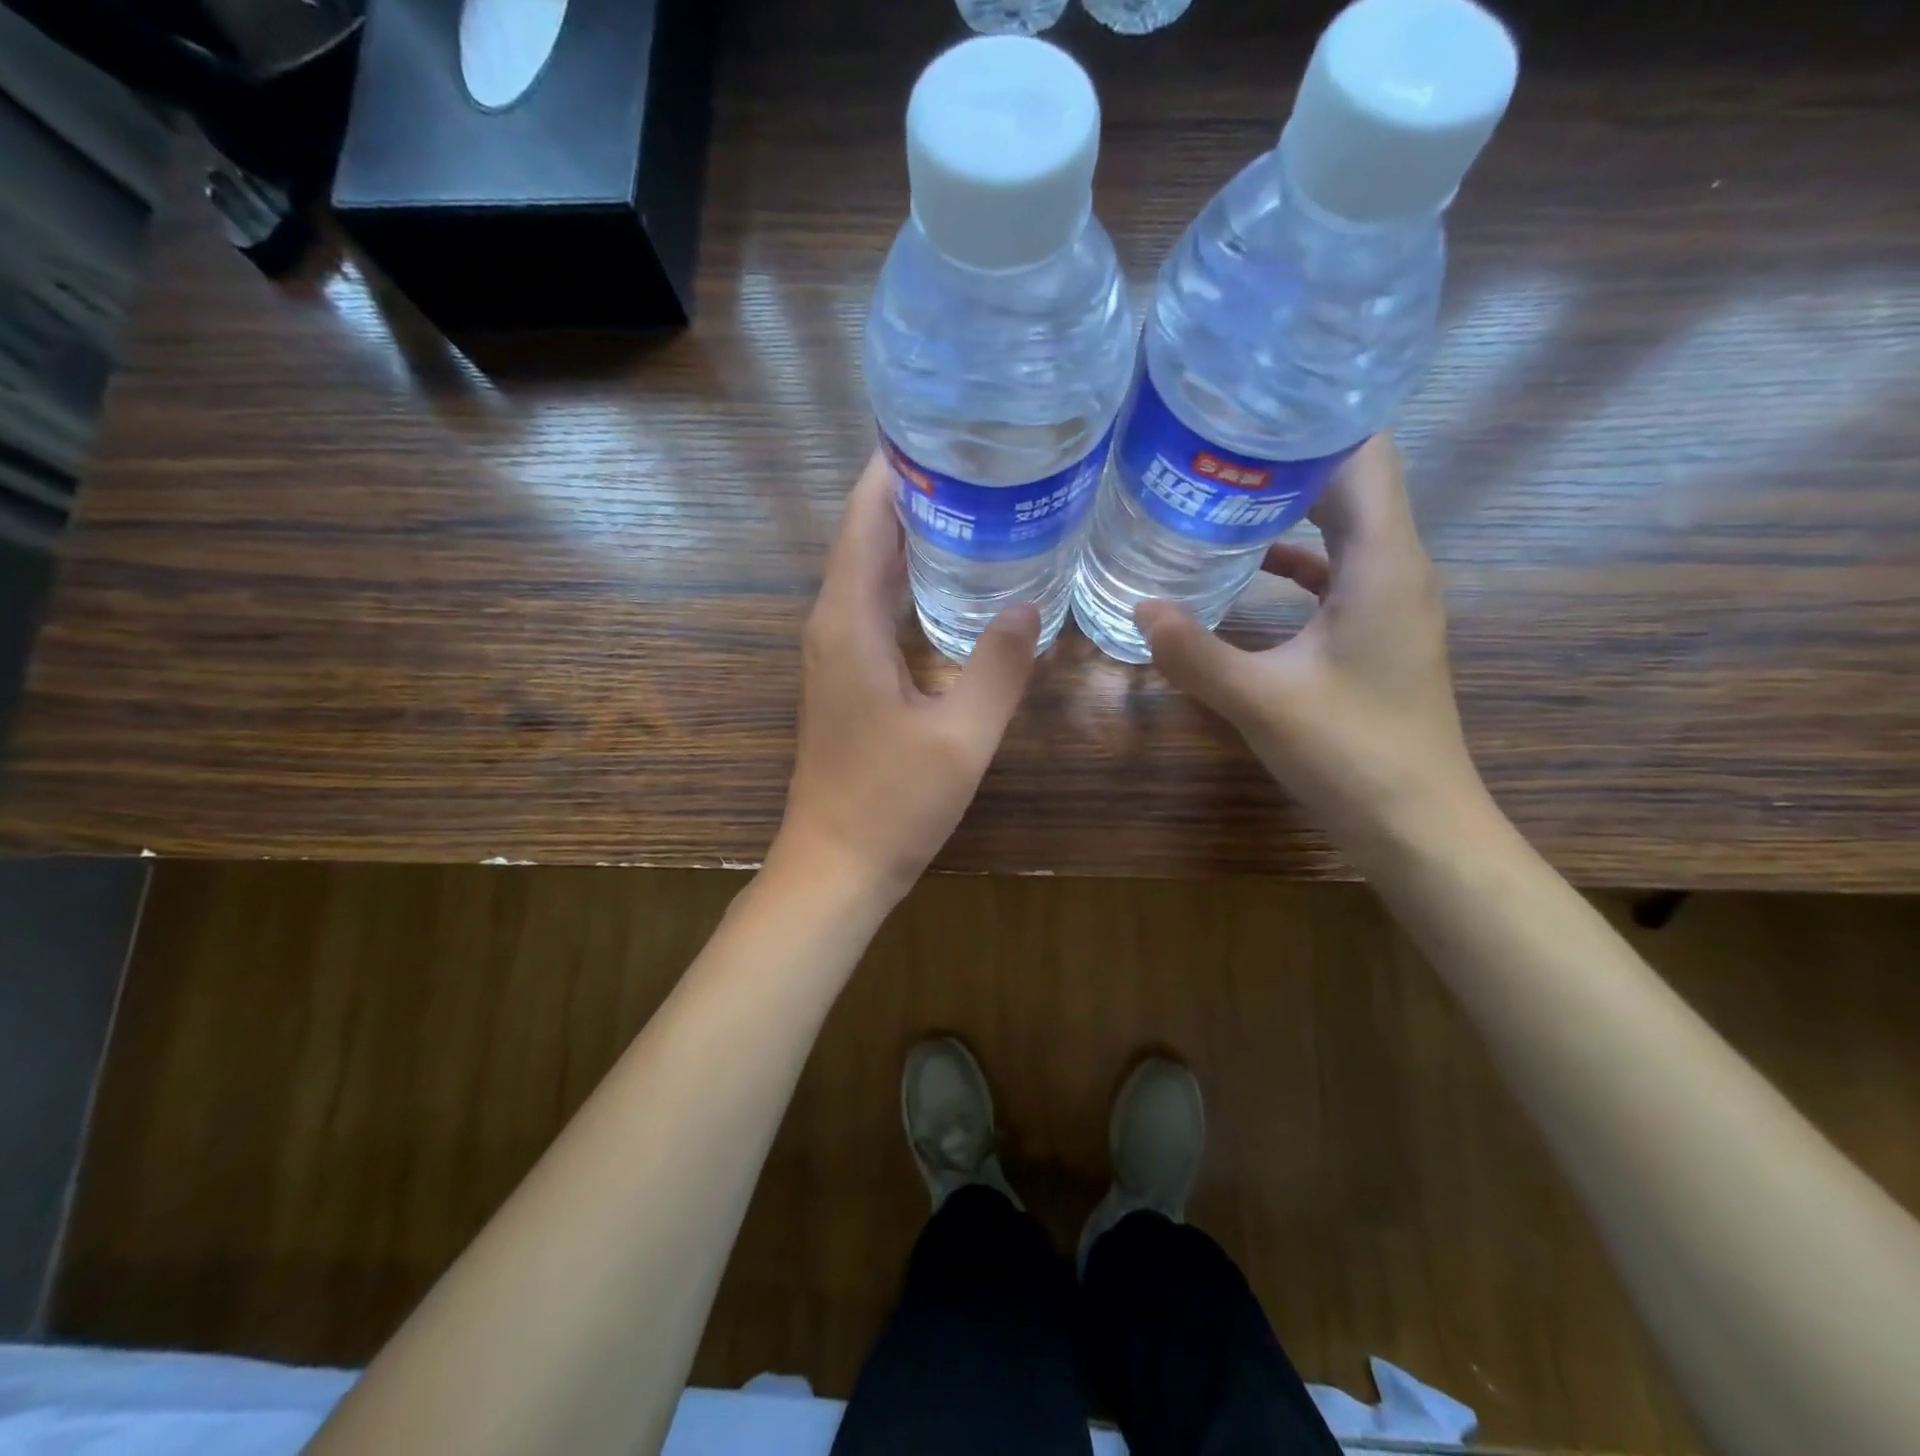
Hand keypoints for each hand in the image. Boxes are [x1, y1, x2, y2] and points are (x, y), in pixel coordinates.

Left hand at [773, 451, 1040, 904]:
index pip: (865, 523)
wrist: (837, 864)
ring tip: (970, 501)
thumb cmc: (894, 803)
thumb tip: (1029, 604)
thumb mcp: (961, 737)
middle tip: (975, 460)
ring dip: (907, 534)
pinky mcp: (845, 676)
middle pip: (864, 538)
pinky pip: (871, 605)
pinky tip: (947, 578)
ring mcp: (834, 652)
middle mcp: (832, 625)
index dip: (894, 472)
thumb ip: (997, 667)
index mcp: (849, 624)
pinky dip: (904, 577)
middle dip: (910, 493)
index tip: (938, 431)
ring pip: (867, 571)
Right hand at [1137, 434, 1488, 863]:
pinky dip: (1294, 557)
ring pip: (1342, 526)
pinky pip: (1335, 570)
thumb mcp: (1260, 700)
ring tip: (1218, 491)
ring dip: (1288, 506)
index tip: (1243, 407)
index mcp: (1382, 563)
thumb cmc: (1351, 753)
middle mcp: (1396, 567)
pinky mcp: (1376, 630)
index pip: (1362, 454)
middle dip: (1284, 458)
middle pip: (1349, 482)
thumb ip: (1195, 651)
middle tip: (1210, 444)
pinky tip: (1244, 566)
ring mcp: (1390, 600)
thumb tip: (1139, 605)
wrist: (1415, 823)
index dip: (1309, 421)